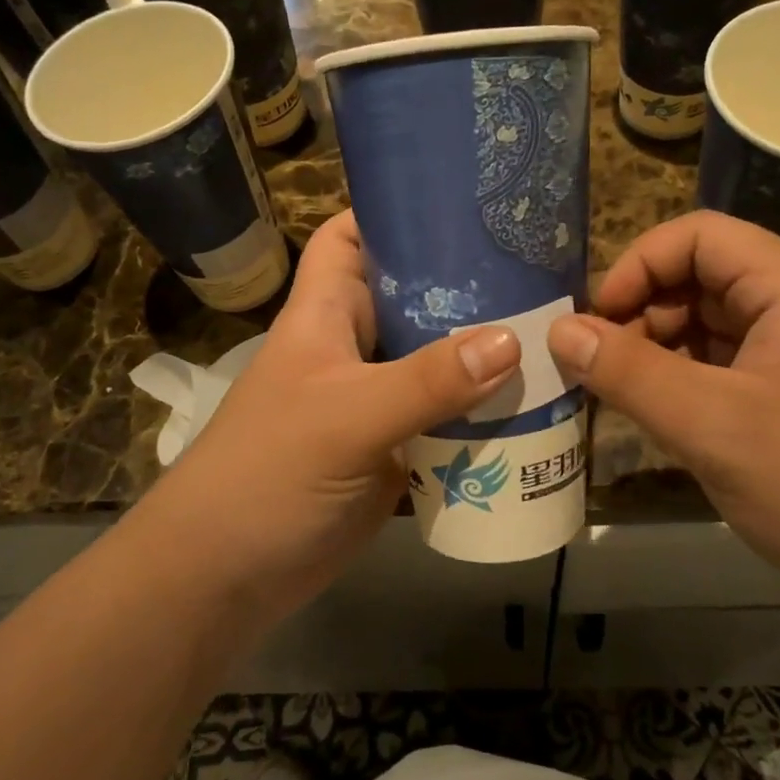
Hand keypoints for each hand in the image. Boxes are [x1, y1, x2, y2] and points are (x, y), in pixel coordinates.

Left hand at [146, 211, 521, 619]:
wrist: (226, 578)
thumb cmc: (268, 474)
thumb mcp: (347, 417)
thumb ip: (426, 381)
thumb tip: (511, 341)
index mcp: (325, 314)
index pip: (350, 237)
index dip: (390, 211)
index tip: (458, 201)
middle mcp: (353, 348)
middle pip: (411, 297)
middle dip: (465, 283)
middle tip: (537, 268)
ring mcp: (375, 400)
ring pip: (434, 360)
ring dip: (482, 353)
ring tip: (553, 332)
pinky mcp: (395, 450)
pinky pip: (444, 418)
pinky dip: (481, 413)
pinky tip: (535, 406)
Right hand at [547, 211, 779, 602]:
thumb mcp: (710, 425)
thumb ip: (628, 371)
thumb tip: (557, 330)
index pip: (699, 235)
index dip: (638, 265)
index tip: (596, 320)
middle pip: (705, 275)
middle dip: (645, 311)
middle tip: (603, 366)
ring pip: (714, 321)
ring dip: (662, 346)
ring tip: (627, 394)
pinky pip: (731, 362)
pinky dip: (689, 377)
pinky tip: (666, 417)